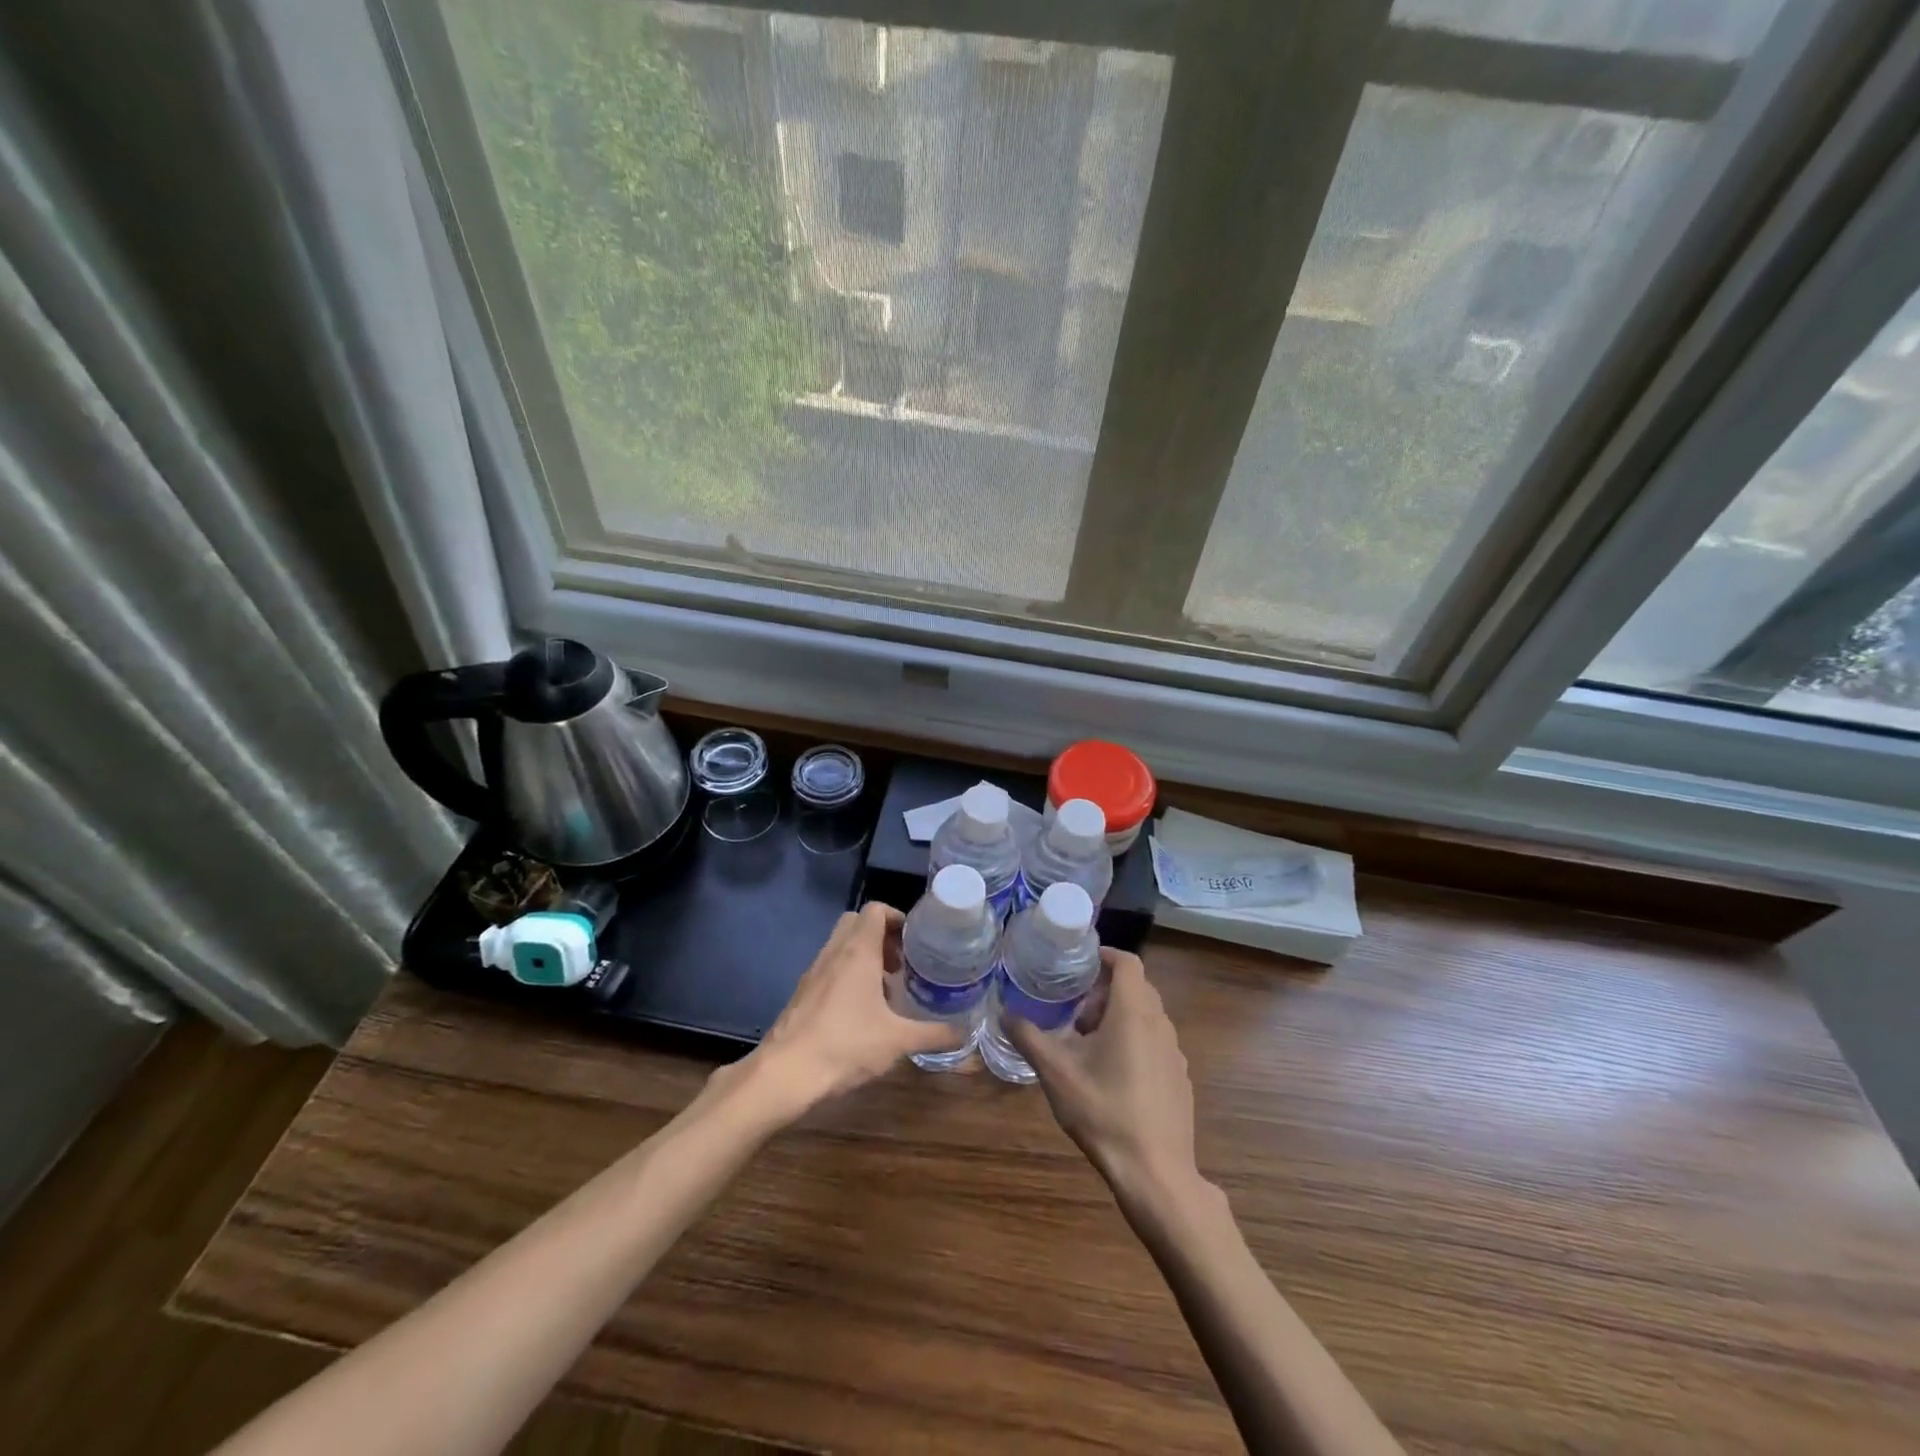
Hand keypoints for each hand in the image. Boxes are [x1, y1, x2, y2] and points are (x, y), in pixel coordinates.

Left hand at [734, 902, 963, 1117]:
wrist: (785, 1074)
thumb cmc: (845, 1045)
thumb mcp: (898, 1041)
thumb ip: (933, 1034)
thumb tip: (963, 1034)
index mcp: (858, 951)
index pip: (876, 910)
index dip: (898, 918)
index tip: (916, 941)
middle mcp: (834, 952)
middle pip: (857, 923)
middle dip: (882, 936)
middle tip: (902, 963)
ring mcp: (814, 972)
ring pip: (842, 946)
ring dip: (865, 957)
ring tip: (886, 991)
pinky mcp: (802, 993)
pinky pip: (830, 969)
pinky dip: (847, 976)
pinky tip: (861, 1013)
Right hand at [1006, 949, 1200, 1207]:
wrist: (1156, 1173)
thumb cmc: (1104, 1112)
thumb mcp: (1056, 1074)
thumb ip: (1029, 1038)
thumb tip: (1005, 1013)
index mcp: (1133, 1012)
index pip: (1127, 962)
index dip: (1105, 956)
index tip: (1080, 964)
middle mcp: (1160, 1024)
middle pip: (1136, 988)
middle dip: (1105, 991)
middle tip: (1076, 1012)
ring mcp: (1175, 1053)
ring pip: (1147, 1016)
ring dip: (1119, 1017)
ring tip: (1088, 1045)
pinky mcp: (1180, 1078)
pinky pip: (1156, 1042)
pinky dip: (1134, 1041)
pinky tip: (1112, 1076)